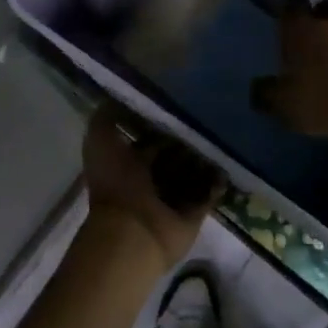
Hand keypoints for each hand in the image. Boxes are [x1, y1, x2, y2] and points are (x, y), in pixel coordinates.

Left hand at [81, 106, 221, 269]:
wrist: (133, 232)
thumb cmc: (116, 183)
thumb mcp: (99, 140)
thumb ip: (107, 117)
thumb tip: (118, 96)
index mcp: (126, 163)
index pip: (148, 137)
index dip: (161, 122)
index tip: (181, 102)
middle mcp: (149, 179)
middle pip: (172, 154)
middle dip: (186, 140)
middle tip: (208, 117)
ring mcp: (171, 198)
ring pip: (191, 173)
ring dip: (204, 159)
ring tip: (223, 136)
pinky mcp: (191, 215)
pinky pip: (208, 194)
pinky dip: (217, 182)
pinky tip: (228, 163)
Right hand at [251, 0, 327, 138]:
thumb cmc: (318, 97)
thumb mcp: (282, 102)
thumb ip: (266, 92)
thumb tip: (257, 87)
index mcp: (300, 29)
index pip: (292, 4)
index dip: (289, 10)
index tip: (286, 21)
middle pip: (325, 8)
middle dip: (319, 18)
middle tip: (312, 36)